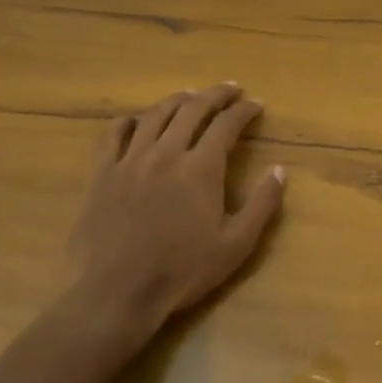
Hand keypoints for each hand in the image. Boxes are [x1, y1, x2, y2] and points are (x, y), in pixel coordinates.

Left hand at [61, 83, 285, 353]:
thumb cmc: (181, 272)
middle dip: (215, 94)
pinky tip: (136, 120)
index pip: (226, 125)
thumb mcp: (235, 246)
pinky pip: (113, 134)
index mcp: (200, 168)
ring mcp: (130, 160)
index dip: (243, 111)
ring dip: (177, 100)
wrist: (115, 293)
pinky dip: (128, 120)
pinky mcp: (102, 174)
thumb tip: (280, 170)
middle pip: (192, 109)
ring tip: (190, 96)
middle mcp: (166, 153)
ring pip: (154, 115)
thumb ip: (262, 205)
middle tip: (230, 89)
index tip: (255, 104)